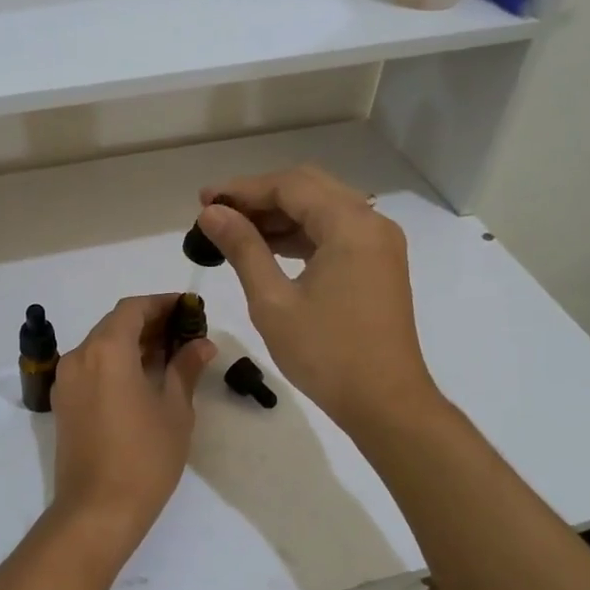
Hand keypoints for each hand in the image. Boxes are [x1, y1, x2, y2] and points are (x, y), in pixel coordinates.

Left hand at [50, 294, 213, 541]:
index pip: (133, 309)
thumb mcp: (175, 410)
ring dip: (132, 342)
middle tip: (184, 333)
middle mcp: (80, 356)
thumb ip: (185, 369)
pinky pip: (90, 367)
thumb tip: (202, 345)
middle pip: (114, 324)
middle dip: (149, 322)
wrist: (97, 510)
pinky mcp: (64, 402)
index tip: (188, 310)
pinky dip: (115, 362)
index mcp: (107, 351)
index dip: (161, 304)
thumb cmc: (145, 457)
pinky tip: (142, 378)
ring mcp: (67, 380)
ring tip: (168, 354)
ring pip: (100, 345)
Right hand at [197, 166, 439, 432]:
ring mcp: (379, 243)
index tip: (203, 201)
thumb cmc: (326, 354)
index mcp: (350, 225)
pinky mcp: (378, 264)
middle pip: (308, 188)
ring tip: (234, 230)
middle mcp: (371, 222)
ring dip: (279, 215)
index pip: (290, 186)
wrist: (385, 402)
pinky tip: (267, 248)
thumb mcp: (273, 301)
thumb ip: (243, 248)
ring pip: (322, 209)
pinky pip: (335, 232)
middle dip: (260, 196)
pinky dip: (300, 234)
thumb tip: (212, 213)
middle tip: (216, 212)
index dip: (243, 189)